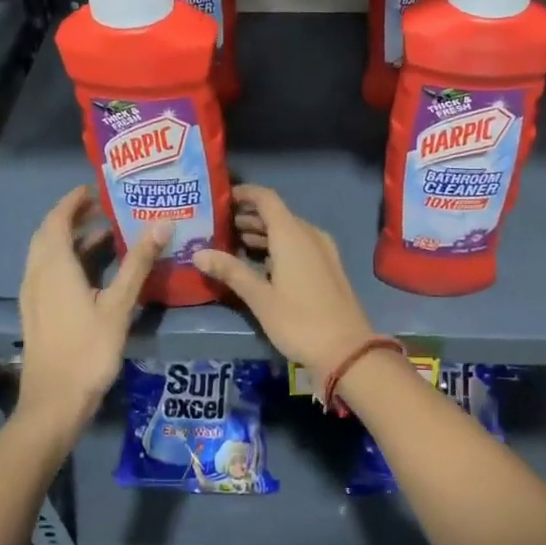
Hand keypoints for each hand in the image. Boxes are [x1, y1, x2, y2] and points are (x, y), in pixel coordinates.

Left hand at [16, 186, 167, 438]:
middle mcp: (37, 274)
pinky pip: (48, 273)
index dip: (73, 201)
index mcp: (54, 266)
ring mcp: (33, 295)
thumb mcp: (119, 305)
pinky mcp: (36, 312)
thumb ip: (139, 262)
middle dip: (72, 217)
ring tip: (105, 235)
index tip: (96, 189)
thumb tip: (163, 223)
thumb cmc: (88, 350)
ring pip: (47, 255)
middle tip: (103, 208)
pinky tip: (93, 273)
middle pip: (48, 235)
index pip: (57, 220)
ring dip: (71, 240)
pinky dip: (67, 261)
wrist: (54, 403)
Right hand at [193, 185, 374, 384]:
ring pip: (289, 231)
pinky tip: (261, 263)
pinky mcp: (328, 267)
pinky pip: (300, 245)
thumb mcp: (260, 298)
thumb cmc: (299, 321)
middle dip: (249, 217)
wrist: (347, 350)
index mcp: (292, 235)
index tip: (222, 198)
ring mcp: (323, 250)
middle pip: (277, 215)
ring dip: (263, 233)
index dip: (245, 194)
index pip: (266, 199)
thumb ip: (231, 271)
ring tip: (234, 243)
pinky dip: (279, 247)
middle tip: (220, 225)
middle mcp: (309, 235)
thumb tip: (198, 254)